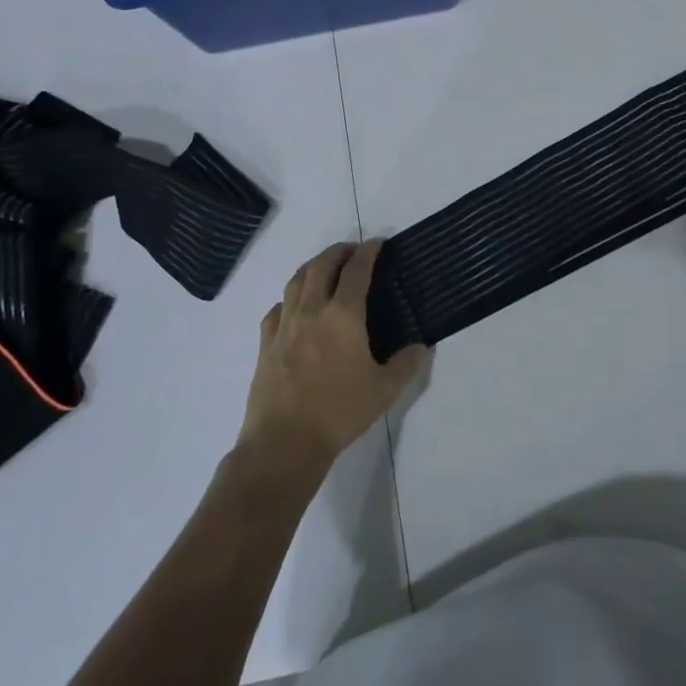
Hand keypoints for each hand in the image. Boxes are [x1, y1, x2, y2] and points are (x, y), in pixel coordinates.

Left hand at [237, 242, 425, 475]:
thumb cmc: (339, 412)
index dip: (368, 252)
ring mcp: (284, 325)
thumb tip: (419, 347)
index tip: (377, 244)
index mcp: (343, 316)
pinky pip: (277, 308)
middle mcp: (312, 310)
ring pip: (296, 281)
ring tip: (324, 267)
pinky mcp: (266, 343)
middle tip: (352, 250)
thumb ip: (406, 364)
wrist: (284, 441)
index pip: (357, 271)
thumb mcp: (384, 390)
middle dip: (338, 251)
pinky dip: (289, 298)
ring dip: (312, 266)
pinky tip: (294, 307)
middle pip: (322, 266)